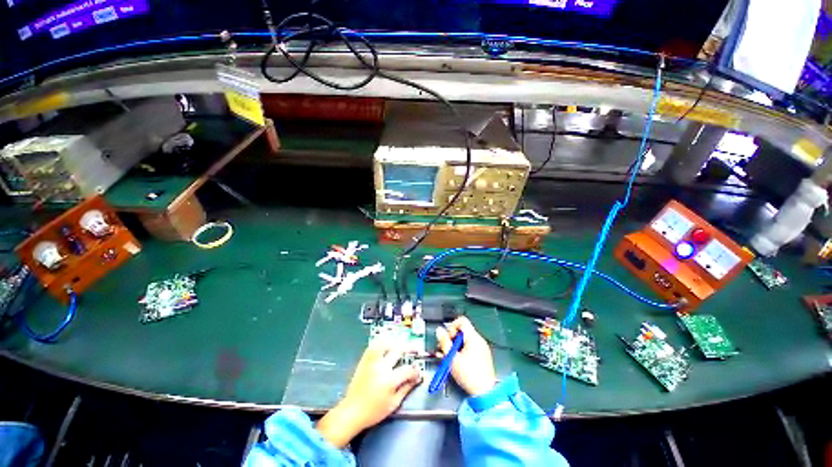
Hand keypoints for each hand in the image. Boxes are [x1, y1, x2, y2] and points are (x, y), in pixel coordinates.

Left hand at [317, 339, 421, 447]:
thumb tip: (416, 378)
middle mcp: (381, 367)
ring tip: (401, 341)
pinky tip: (386, 338)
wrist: (351, 412)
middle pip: (398, 351)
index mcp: (390, 380)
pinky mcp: (364, 360)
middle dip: (409, 348)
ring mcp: (372, 362)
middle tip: (415, 348)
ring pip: (384, 343)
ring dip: (394, 340)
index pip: (408, 370)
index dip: (416, 371)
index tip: (418, 372)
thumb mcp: (393, 404)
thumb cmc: (373, 411)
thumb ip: (406, 389)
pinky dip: (380, 340)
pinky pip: (373, 345)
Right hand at [435, 316, 496, 395]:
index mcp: (473, 337)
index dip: (452, 326)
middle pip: (462, 331)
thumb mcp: (452, 358)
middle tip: (445, 349)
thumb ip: (444, 342)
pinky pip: (470, 348)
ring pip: (465, 340)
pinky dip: (462, 351)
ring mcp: (482, 348)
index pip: (461, 320)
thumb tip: (439, 331)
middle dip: (451, 338)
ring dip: (455, 346)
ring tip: (449, 357)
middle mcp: (479, 340)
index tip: (448, 338)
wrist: (485, 393)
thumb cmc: (469, 376)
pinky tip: (456, 361)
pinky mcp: (483, 356)